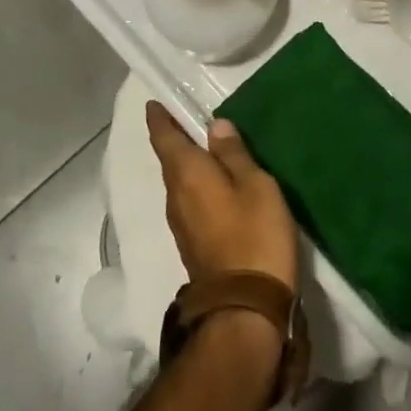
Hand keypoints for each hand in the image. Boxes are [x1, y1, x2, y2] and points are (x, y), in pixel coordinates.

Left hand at [146, 103, 298, 292]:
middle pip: (170, 160)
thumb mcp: (255, 185)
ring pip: (179, 182)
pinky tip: (215, 184)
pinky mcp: (192, 243)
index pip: (164, 138)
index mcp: (187, 174)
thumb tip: (215, 126)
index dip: (159, 118)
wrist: (244, 308)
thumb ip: (234, 154)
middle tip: (187, 117)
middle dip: (175, 139)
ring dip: (187, 163)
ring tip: (206, 147)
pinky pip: (189, 200)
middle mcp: (175, 196)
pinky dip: (197, 184)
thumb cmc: (254, 235)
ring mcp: (181, 223)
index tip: (155, 102)